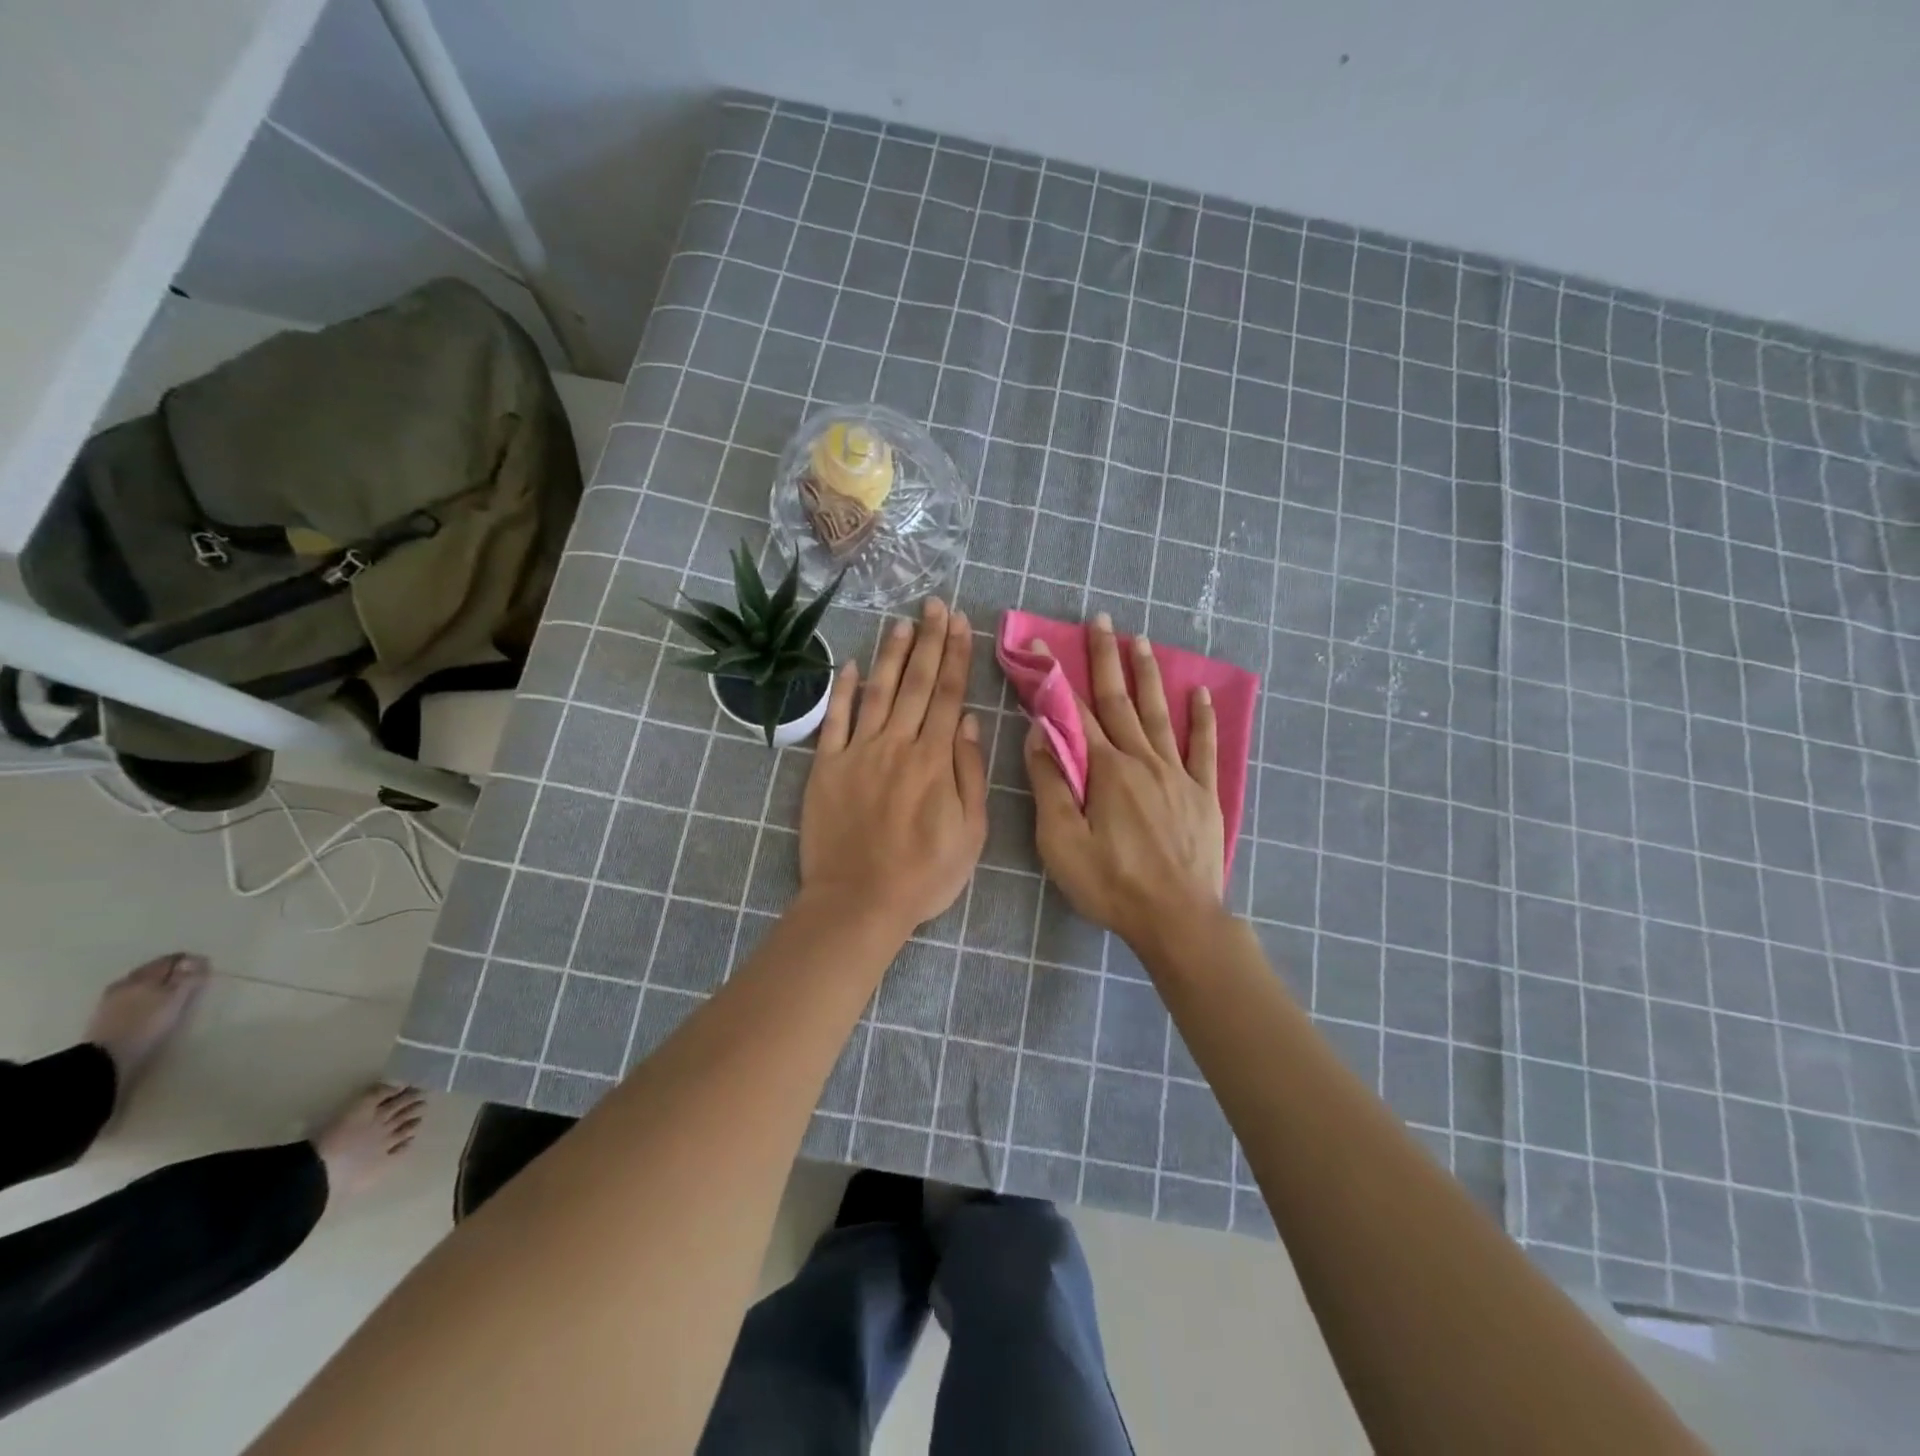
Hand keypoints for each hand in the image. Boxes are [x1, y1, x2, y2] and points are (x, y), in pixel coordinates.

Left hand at [800, 597, 986, 932]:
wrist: (859, 901)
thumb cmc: (924, 875)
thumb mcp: (970, 833)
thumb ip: (970, 774)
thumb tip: (970, 723)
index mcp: (935, 760)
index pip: (949, 695)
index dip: (956, 656)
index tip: (961, 623)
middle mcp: (897, 745)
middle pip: (917, 683)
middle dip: (929, 640)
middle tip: (935, 605)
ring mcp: (858, 752)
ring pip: (879, 692)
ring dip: (892, 654)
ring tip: (902, 622)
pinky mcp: (826, 767)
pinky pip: (834, 720)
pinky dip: (843, 691)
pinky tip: (853, 665)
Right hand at [1024, 614, 1225, 954]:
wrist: (1178, 919)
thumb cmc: (1111, 884)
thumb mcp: (1061, 841)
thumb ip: (1050, 784)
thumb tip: (1040, 733)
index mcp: (1106, 770)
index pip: (1075, 713)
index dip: (1056, 677)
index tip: (1042, 645)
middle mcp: (1143, 760)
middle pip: (1120, 701)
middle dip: (1106, 659)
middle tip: (1101, 620)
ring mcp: (1178, 774)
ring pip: (1160, 713)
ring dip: (1148, 675)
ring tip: (1140, 641)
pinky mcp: (1203, 794)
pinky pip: (1204, 747)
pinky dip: (1203, 718)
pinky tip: (1200, 692)